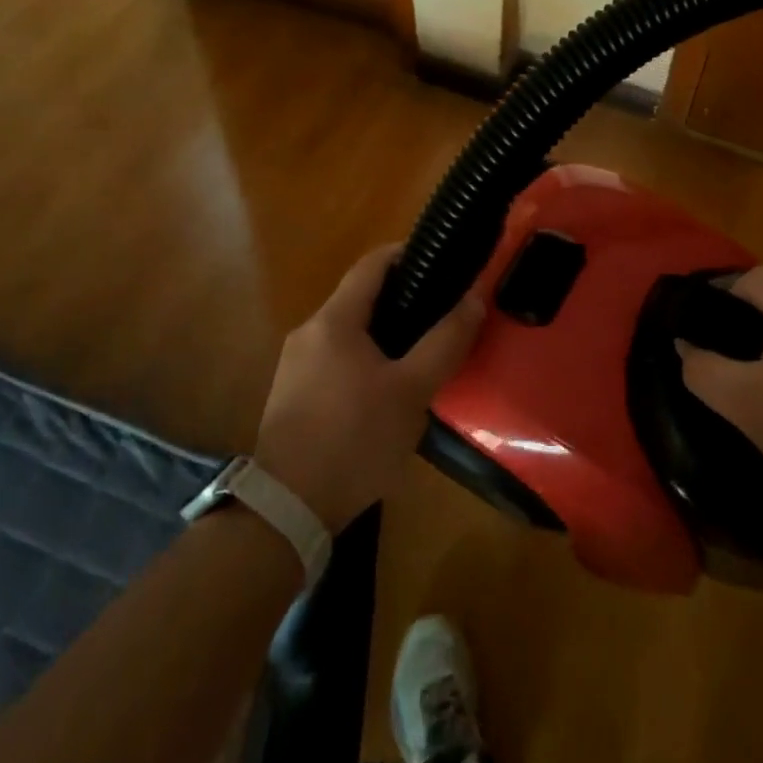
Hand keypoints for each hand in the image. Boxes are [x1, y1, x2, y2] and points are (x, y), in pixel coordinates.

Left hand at [254, 245, 484, 532]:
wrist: (287, 509)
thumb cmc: (354, 440)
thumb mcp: (412, 391)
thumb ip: (445, 342)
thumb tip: (474, 298)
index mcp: (334, 320)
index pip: (372, 264)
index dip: (407, 253)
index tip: (442, 260)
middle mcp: (309, 331)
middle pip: (360, 297)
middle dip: (402, 296)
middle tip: (442, 310)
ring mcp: (295, 364)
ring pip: (348, 330)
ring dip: (384, 330)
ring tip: (422, 348)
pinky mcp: (292, 394)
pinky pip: (335, 357)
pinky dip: (365, 356)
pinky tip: (387, 386)